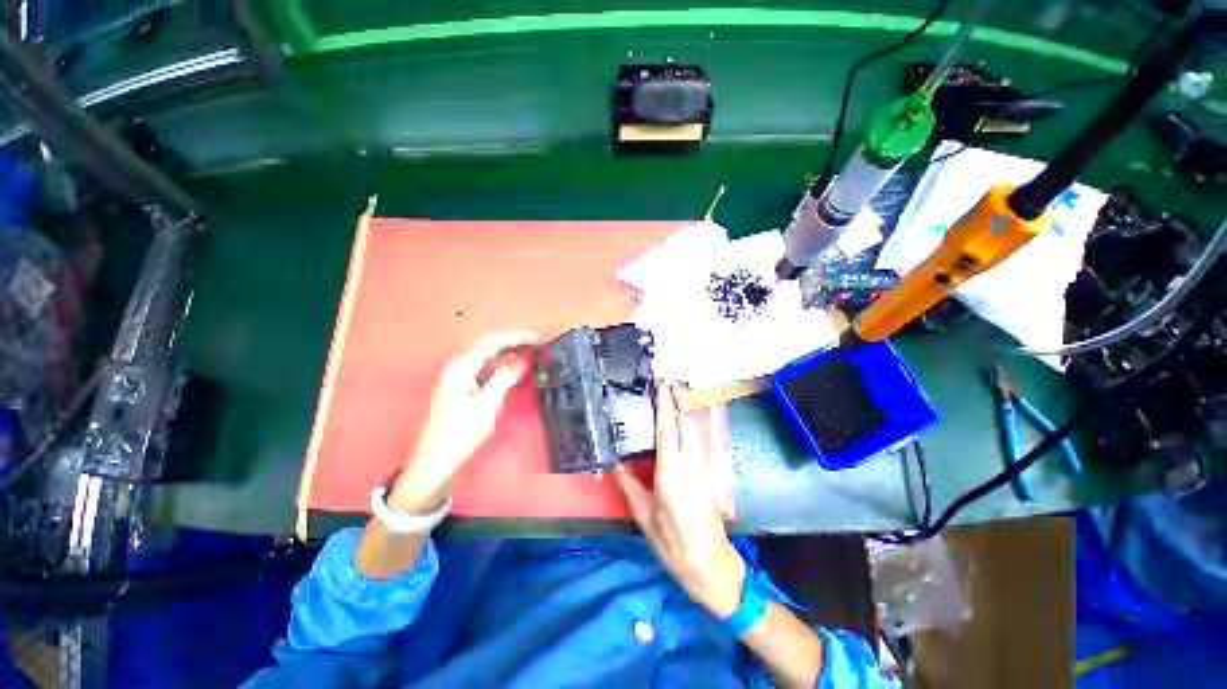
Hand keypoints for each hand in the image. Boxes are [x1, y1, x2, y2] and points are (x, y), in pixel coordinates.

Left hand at [389, 331, 537, 512]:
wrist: (438, 460)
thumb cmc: (460, 432)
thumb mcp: (488, 403)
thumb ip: (506, 377)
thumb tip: (523, 360)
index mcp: (461, 367)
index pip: (492, 342)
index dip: (517, 338)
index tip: (537, 339)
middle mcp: (459, 367)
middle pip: (489, 347)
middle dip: (514, 343)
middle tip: (536, 344)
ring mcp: (461, 378)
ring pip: (489, 358)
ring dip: (510, 354)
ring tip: (530, 354)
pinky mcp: (465, 389)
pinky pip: (487, 370)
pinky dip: (503, 367)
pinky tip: (515, 370)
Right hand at [615, 382, 746, 617]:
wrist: (709, 564)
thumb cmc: (672, 541)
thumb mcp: (643, 515)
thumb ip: (628, 485)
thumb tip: (614, 463)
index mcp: (671, 471)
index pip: (667, 428)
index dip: (665, 403)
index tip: (662, 384)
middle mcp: (690, 463)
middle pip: (686, 422)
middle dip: (678, 400)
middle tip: (666, 384)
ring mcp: (703, 468)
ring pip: (695, 430)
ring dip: (684, 411)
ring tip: (673, 398)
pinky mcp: (709, 474)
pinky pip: (698, 442)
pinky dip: (690, 427)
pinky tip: (682, 426)